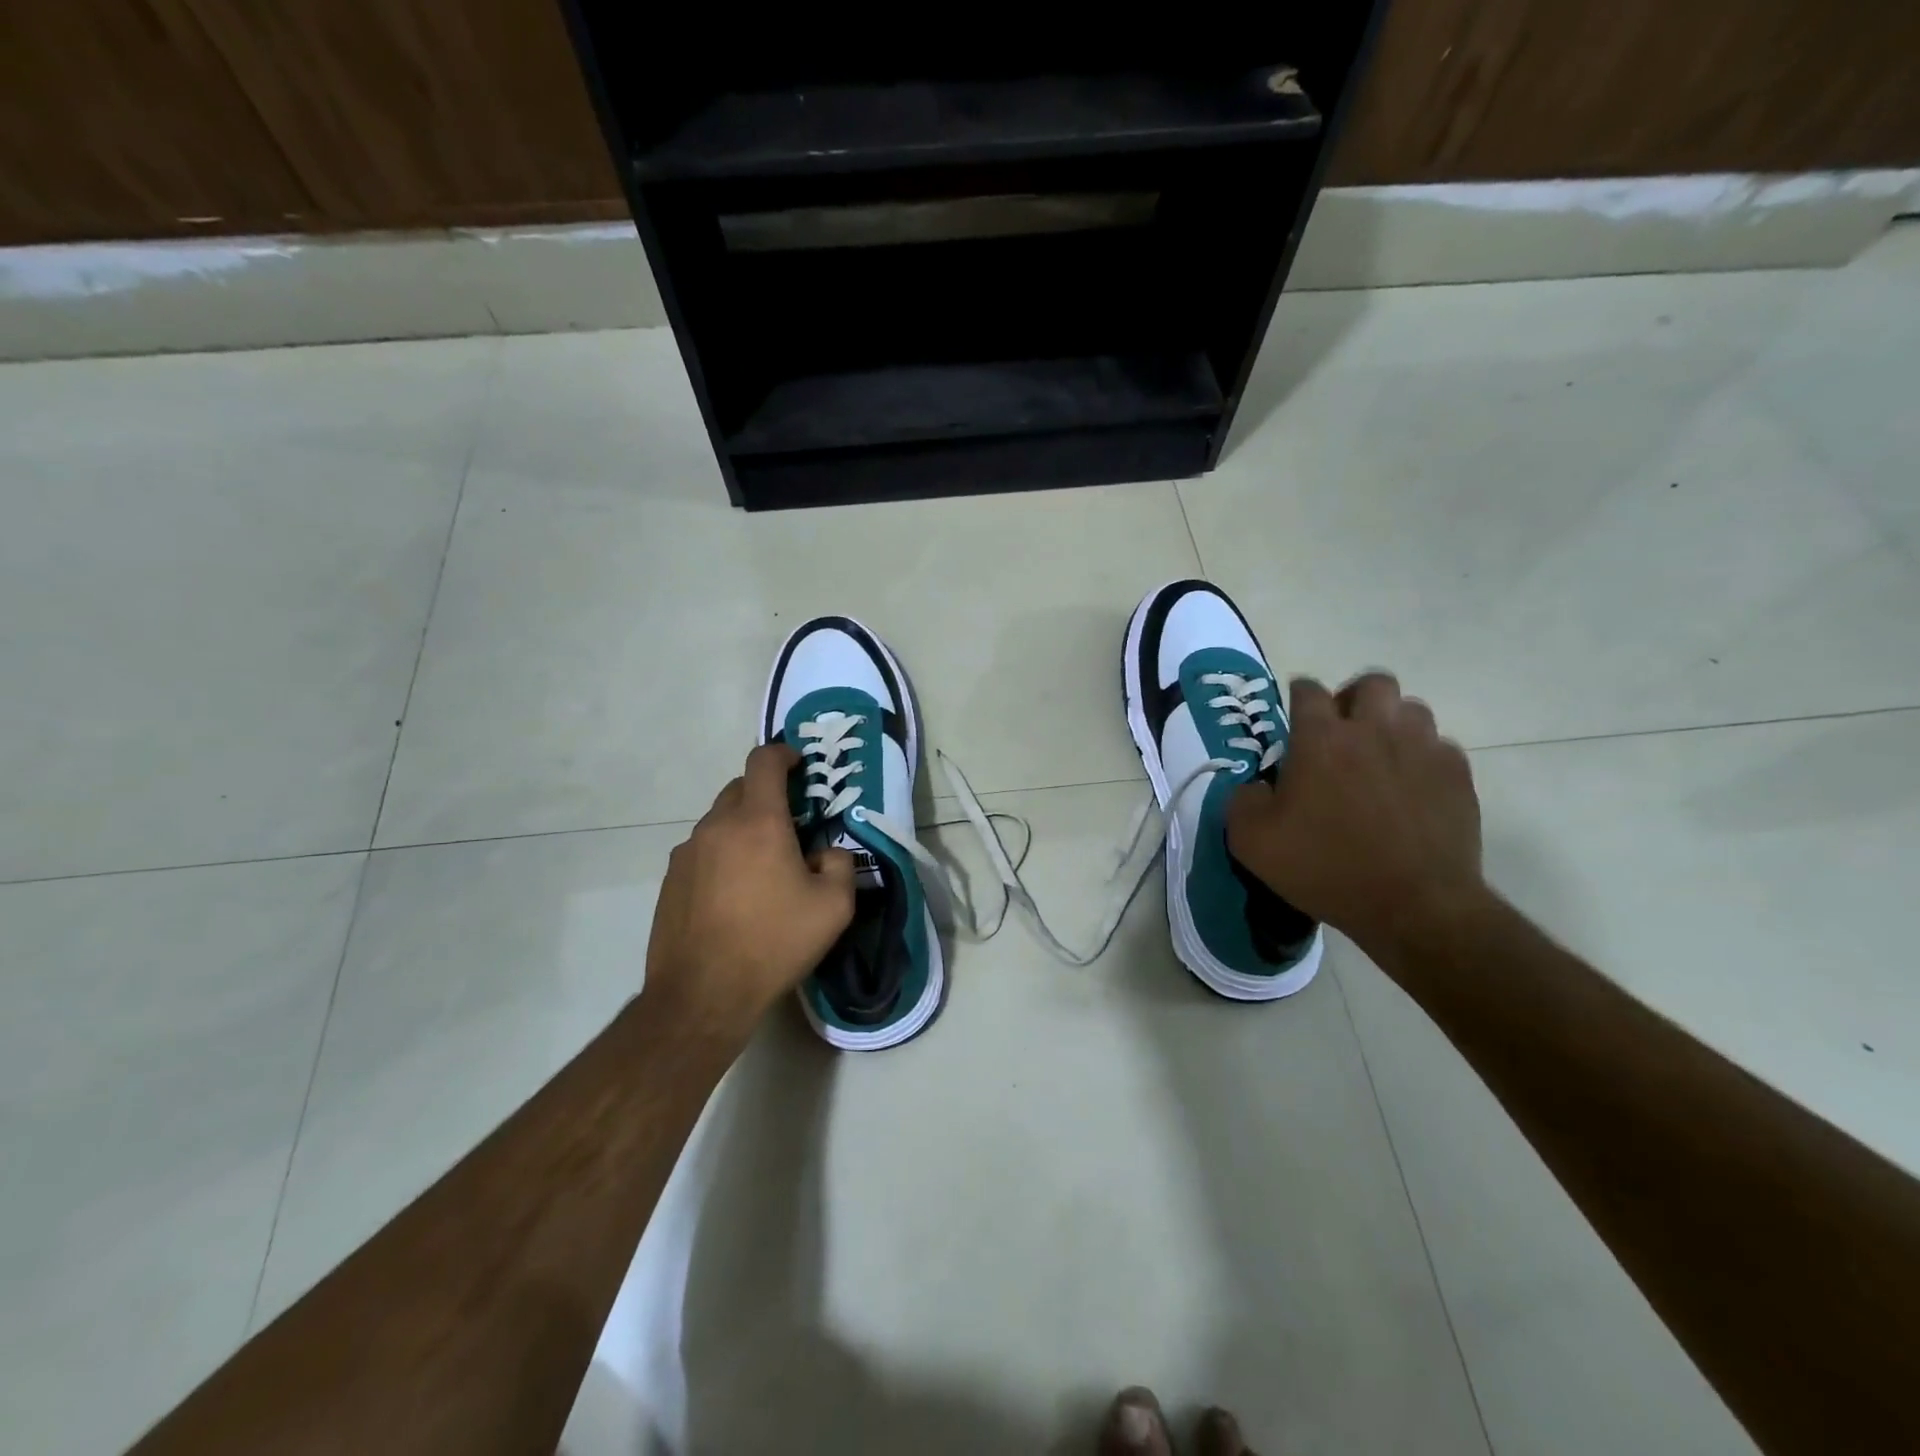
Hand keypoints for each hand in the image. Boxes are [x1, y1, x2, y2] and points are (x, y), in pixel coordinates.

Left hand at [643, 743, 855, 1035]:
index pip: (764, 761)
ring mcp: (687, 852)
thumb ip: (840, 864)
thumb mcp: (834, 907)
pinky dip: (723, 855)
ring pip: (720, 821)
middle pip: (740, 787)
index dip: (783, 753)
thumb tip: (825, 853)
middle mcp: (717, 826)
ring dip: (744, 828)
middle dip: (767, 794)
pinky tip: (735, 894)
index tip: (799, 766)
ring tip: (764, 867)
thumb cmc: (774, 942)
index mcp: (758, 821)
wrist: (702, 994)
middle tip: (791, 825)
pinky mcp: (671, 879)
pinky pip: (703, 850)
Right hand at [1226, 672, 1485, 962]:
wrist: (1413, 906)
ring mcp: (1422, 750)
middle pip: (1372, 683)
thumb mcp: (1251, 841)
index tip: (1294, 714)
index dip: (1298, 696)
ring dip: (1391, 724)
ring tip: (1379, 756)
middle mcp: (1373, 730)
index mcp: (1320, 739)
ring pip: (1411, 709)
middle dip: (1353, 697)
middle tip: (1342, 730)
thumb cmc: (1324, 868)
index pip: (1308, 691)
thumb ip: (1242, 800)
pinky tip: (1411, 788)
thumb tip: (1258, 786)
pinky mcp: (1457, 776)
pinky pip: (1440, 747)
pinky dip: (1422, 758)